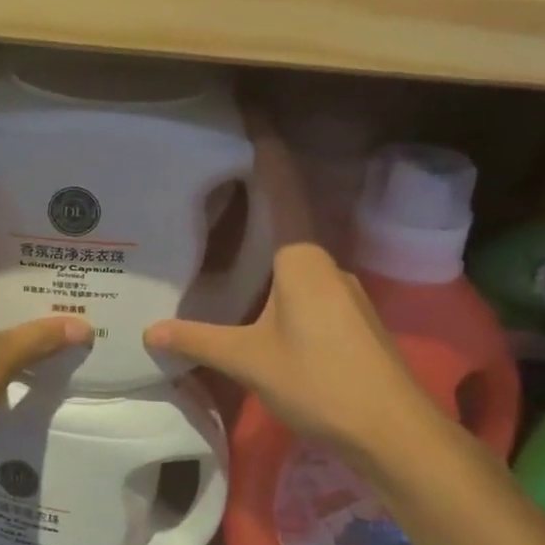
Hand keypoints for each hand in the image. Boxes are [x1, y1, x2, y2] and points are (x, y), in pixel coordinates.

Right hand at [144, 120, 442, 468]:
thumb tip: (149, 332)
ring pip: (294, 260)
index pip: (282, 190)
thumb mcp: (250, 360)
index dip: (266, 150)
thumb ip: (199, 340)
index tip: (250, 111)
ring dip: (264, 250)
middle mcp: (326, 266)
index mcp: (302, 261)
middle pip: (286, 222)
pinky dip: (276, 282)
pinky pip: (304, 287)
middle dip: (253, 202)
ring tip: (222, 247)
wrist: (394, 432)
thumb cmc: (320, 381)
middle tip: (211, 188)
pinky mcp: (350, 321)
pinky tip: (255, 301)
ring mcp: (343, 294)